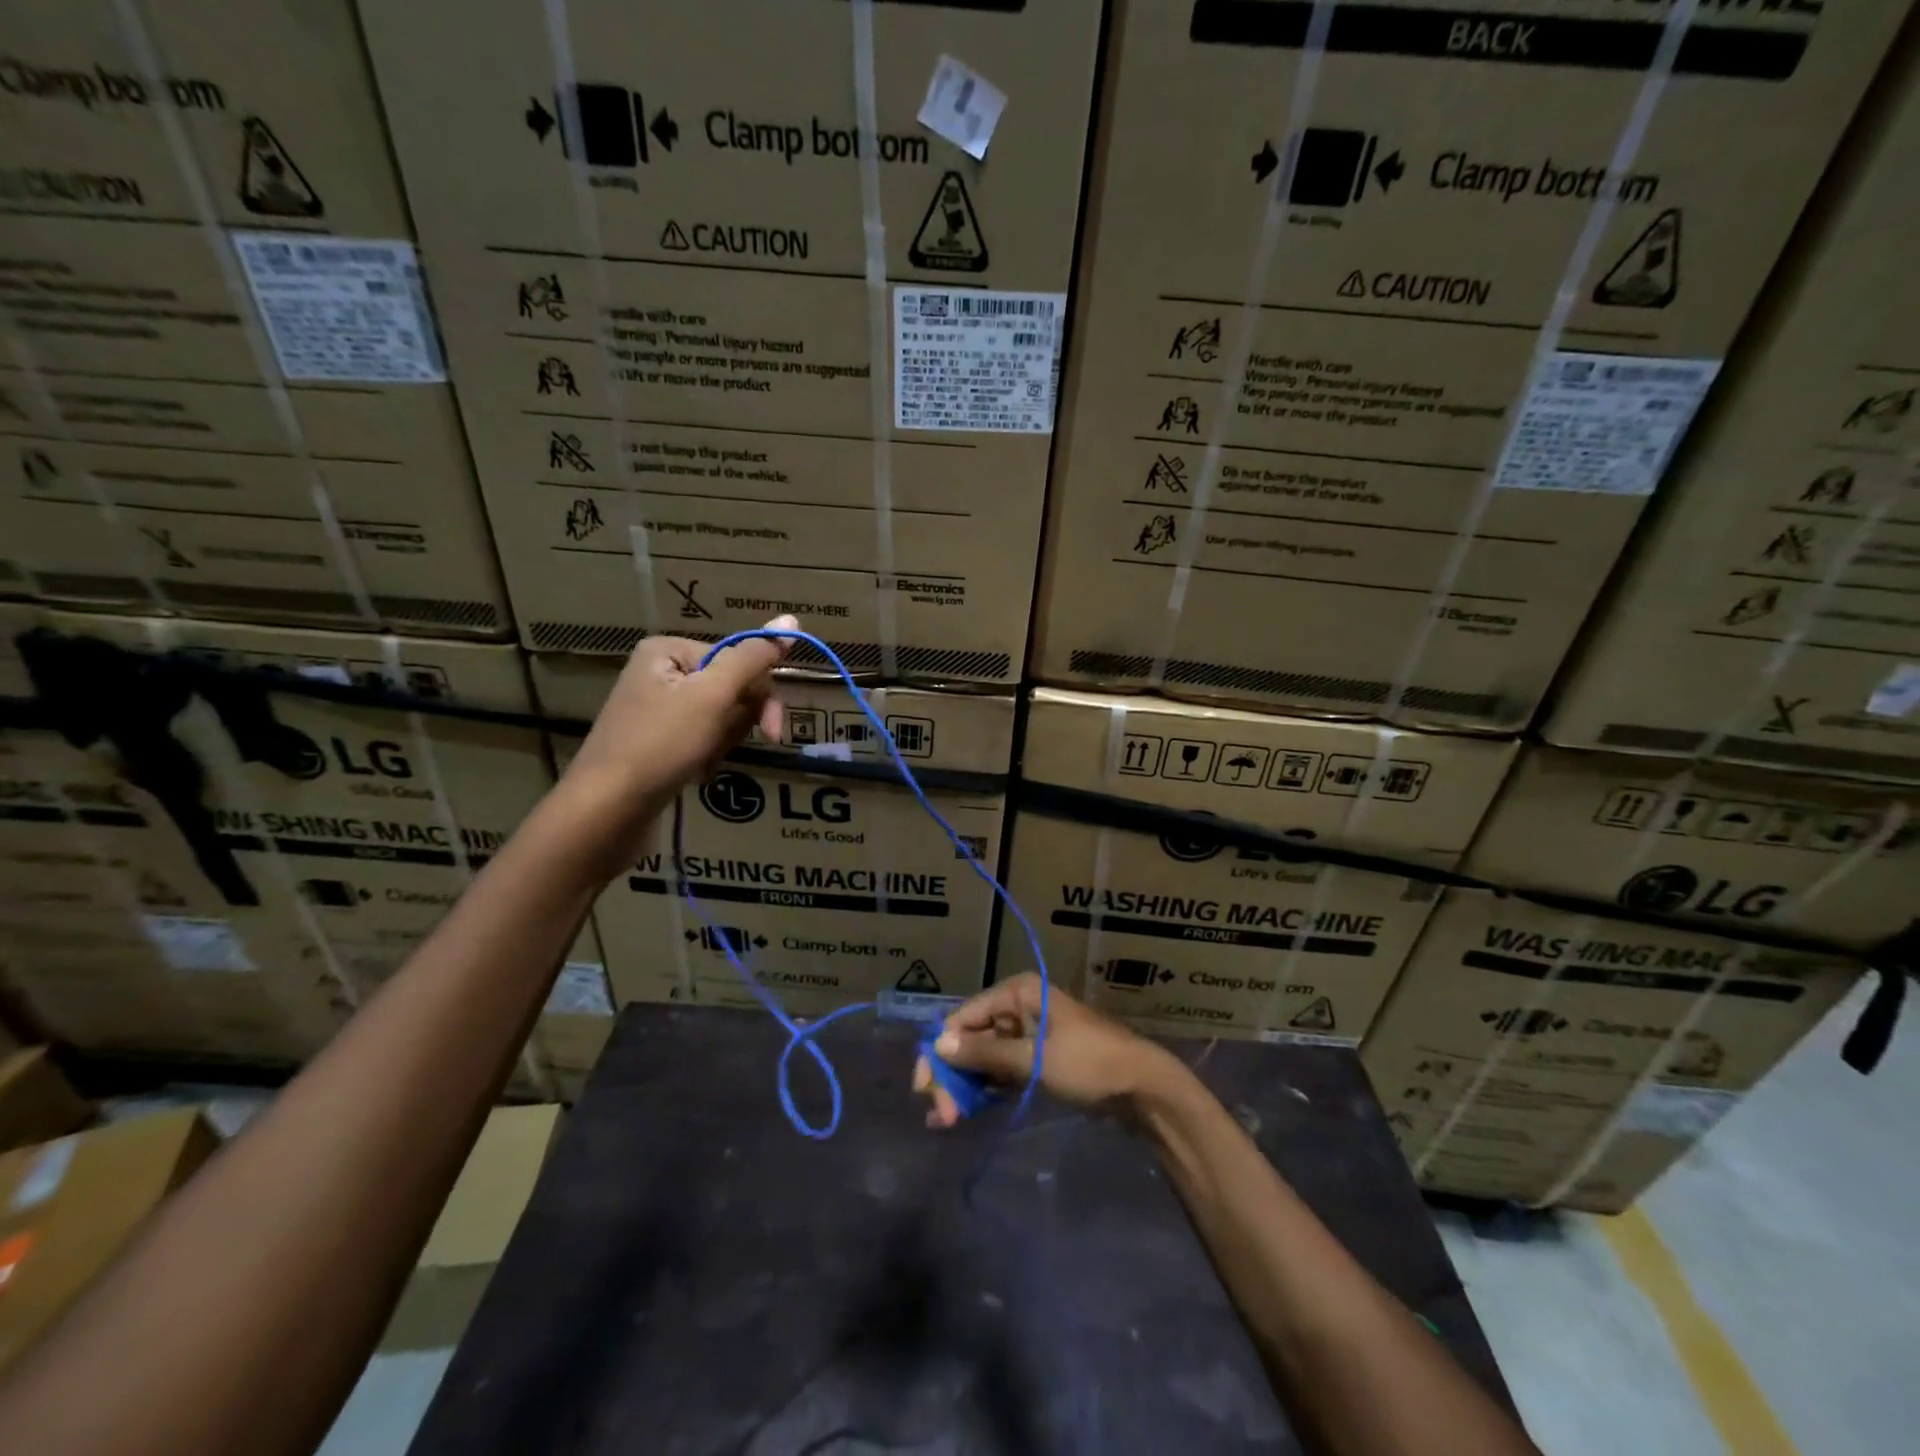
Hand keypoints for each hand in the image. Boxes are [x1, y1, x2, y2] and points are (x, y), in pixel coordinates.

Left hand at [559, 616, 796, 866]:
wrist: (606, 810)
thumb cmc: (660, 745)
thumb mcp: (713, 696)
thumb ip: (753, 658)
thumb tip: (792, 621)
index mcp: (669, 650)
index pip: (740, 660)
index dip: (761, 696)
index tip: (772, 732)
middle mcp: (660, 672)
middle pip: (731, 688)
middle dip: (737, 722)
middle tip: (724, 748)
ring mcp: (656, 708)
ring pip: (720, 717)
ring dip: (723, 742)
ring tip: (703, 762)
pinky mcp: (656, 740)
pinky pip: (701, 738)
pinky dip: (707, 756)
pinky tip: (696, 773)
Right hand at [913, 973, 1173, 1127]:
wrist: (1144, 1088)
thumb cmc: (1089, 1063)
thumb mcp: (1034, 1059)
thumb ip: (986, 1053)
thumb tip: (938, 1043)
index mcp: (1018, 993)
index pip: (964, 1017)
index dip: (941, 1050)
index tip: (924, 1089)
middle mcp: (1020, 1007)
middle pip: (973, 1037)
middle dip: (954, 1074)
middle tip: (941, 1114)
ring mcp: (1030, 1034)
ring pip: (985, 1057)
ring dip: (966, 1085)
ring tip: (947, 1119)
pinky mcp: (1039, 1060)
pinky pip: (1003, 1071)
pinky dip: (986, 1090)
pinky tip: (967, 1112)